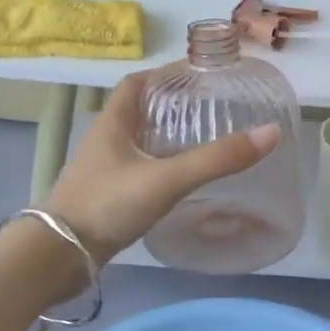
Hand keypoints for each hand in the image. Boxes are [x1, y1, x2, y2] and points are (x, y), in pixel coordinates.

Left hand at [44, 72, 278, 265]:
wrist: (59, 256)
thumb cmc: (107, 205)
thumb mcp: (167, 179)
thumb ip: (216, 159)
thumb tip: (270, 133)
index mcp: (112, 123)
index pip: (137, 83)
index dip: (165, 73)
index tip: (197, 74)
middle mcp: (104, 141)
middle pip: (139, 111)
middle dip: (172, 105)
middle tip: (210, 108)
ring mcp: (102, 171)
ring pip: (137, 142)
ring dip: (165, 136)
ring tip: (202, 140)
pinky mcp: (105, 196)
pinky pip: (137, 170)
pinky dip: (159, 166)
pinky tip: (180, 180)